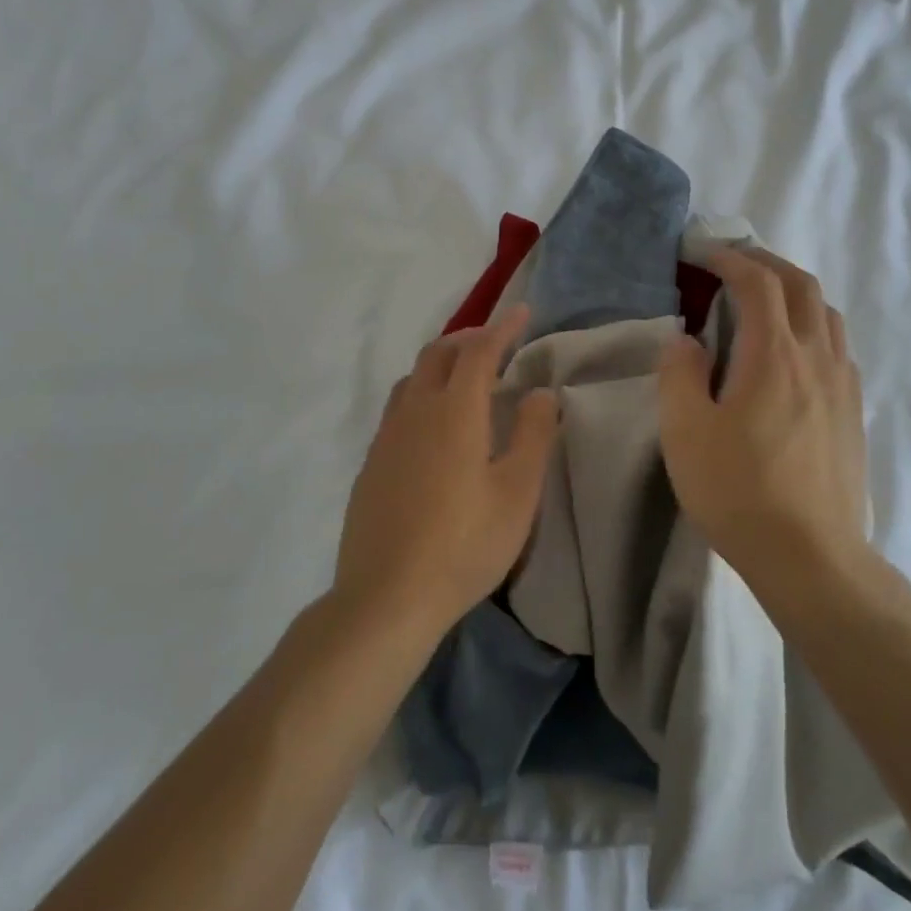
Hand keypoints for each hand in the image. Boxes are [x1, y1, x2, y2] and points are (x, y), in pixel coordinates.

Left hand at [334, 306, 560, 642]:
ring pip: (412, 380)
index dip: (502, 328)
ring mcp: (386, 438)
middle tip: (495, 343)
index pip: (479, 352)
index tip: (521, 312)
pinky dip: (421, 396)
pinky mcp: (371, 464)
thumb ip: (533, 435)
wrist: (386, 597)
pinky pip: (397, 409)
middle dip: (468, 339)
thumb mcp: (517, 493)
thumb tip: (539, 393)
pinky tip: (433, 429)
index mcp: (454, 412)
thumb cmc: (464, 544)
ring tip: (464, 381)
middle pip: (437, 355)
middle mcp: (415, 413)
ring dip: (440, 365)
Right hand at [656, 247, 869, 585]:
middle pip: (802, 285)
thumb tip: (688, 341)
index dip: (729, 258)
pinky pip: (837, 346)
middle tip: (732, 264)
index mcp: (774, 354)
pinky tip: (792, 353)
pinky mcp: (853, 411)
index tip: (701, 253)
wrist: (810, 557)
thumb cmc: (738, 491)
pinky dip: (812, 326)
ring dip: (794, 292)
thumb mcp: (685, 431)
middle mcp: (817, 357)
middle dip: (766, 263)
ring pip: (827, 314)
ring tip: (763, 301)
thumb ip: (680, 373)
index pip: (758, 281)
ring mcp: (843, 384)